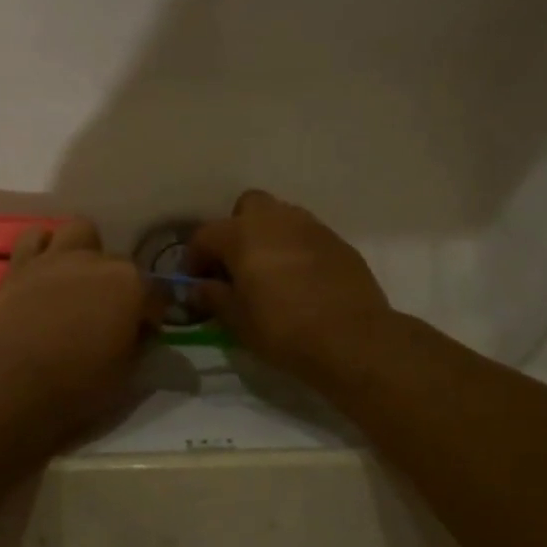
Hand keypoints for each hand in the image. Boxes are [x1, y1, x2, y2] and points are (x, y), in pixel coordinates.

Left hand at [0, 220, 157, 430]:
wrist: (16, 382)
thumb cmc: (79, 383)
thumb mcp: (127, 373)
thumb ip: (139, 343)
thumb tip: (139, 331)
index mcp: (131, 285)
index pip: (157, 293)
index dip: (152, 316)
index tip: (143, 334)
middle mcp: (98, 261)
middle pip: (120, 263)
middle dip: (120, 286)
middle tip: (108, 315)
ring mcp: (58, 257)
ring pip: (80, 232)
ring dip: (85, 250)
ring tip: (79, 279)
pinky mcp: (22, 264)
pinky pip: (34, 237)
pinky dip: (42, 248)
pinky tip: (45, 269)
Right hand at [189, 190, 392, 383]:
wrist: (352, 339)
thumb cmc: (283, 329)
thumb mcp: (237, 320)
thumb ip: (213, 297)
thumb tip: (198, 286)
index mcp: (243, 235)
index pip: (205, 235)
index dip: (195, 258)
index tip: (196, 282)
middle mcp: (276, 220)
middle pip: (248, 207)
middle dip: (236, 229)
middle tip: (236, 265)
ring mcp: (311, 227)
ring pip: (281, 217)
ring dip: (268, 236)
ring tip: (269, 271)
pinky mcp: (339, 242)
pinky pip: (307, 235)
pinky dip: (296, 249)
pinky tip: (299, 279)